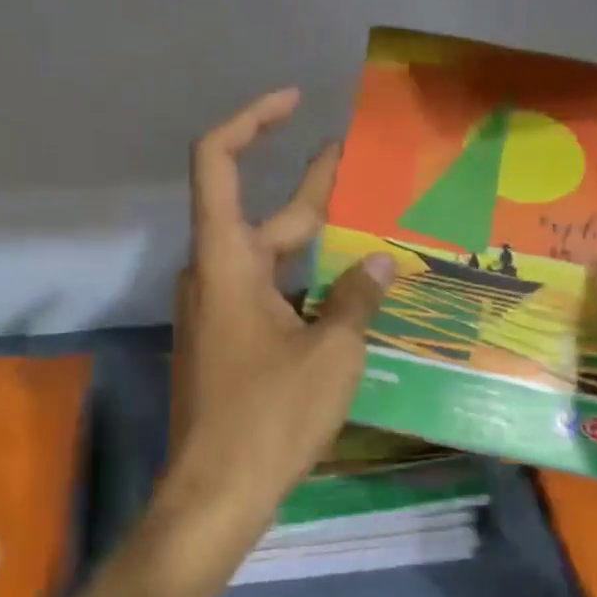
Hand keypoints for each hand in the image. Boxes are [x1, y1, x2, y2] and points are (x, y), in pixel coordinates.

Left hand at [167, 89, 396, 536]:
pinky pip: (268, 295)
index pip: (218, 162)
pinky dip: (306, 285)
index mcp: (225, 261)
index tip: (294, 103)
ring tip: (374, 233)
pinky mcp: (228, 343)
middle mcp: (214, 275)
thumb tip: (382, 264)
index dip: (251, 121)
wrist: (217, 493)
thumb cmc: (269, 417)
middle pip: (261, 215)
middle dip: (313, 189)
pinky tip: (352, 298)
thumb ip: (357, 300)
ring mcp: (218, 312)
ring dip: (316, 244)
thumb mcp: (330, 354)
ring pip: (269, 259)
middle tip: (364, 168)